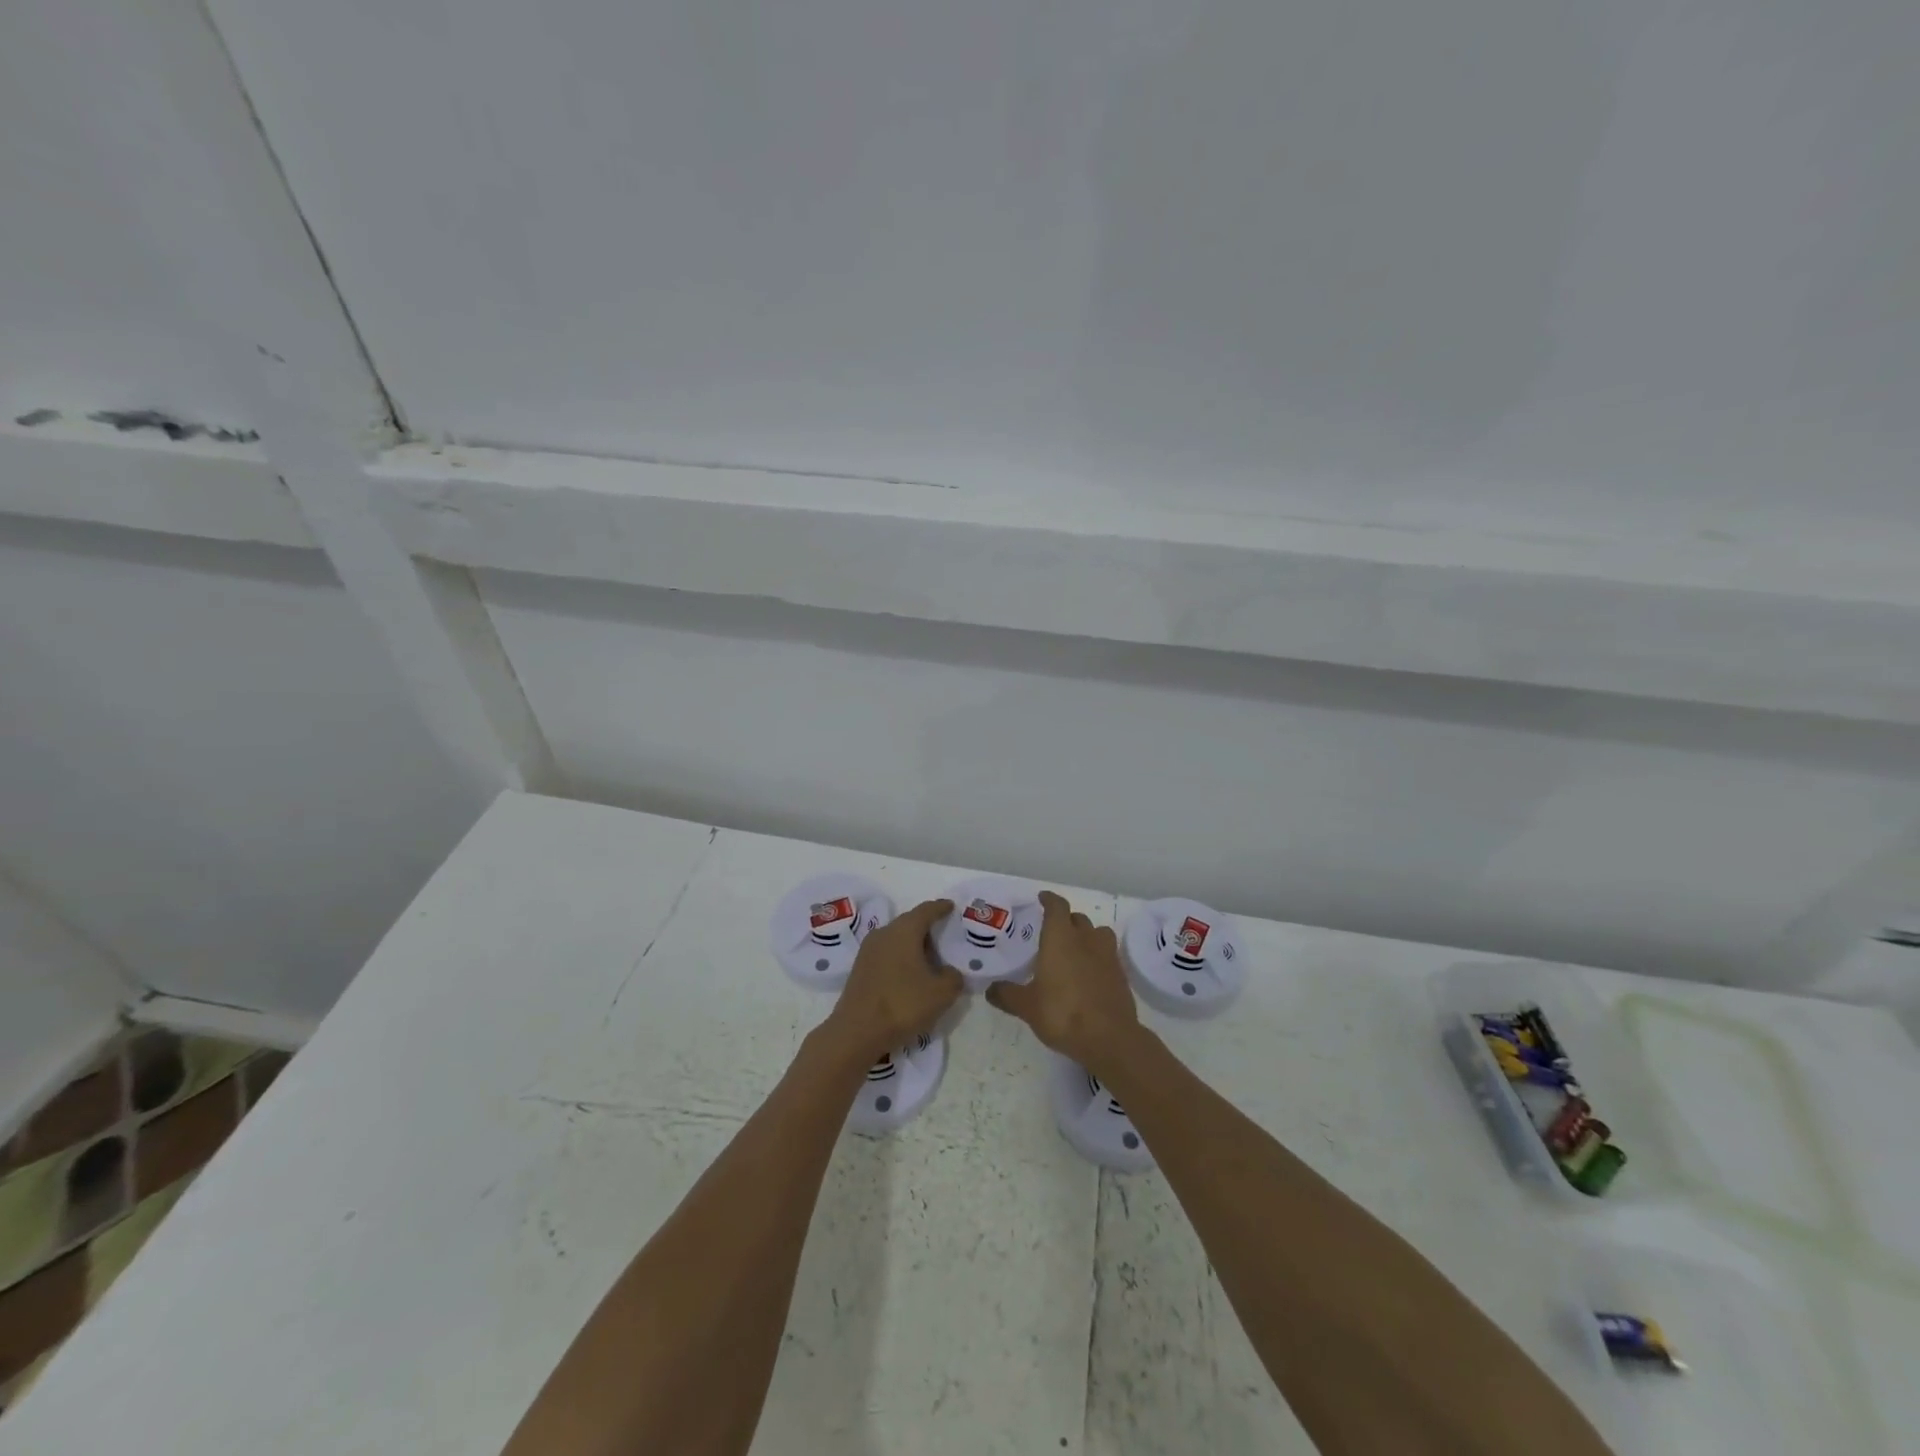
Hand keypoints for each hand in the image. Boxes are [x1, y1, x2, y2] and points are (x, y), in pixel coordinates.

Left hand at [826, 899, 964, 1060]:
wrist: (857, 1031)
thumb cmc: (903, 1004)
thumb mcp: (941, 993)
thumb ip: (953, 977)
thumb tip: (949, 972)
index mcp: (904, 931)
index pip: (926, 910)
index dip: (941, 907)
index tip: (951, 906)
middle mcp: (884, 933)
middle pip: (909, 923)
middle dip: (927, 927)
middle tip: (944, 935)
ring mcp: (868, 950)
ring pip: (896, 939)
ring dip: (913, 944)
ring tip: (929, 958)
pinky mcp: (860, 968)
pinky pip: (886, 953)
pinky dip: (901, 958)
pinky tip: (910, 974)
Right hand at [985, 891, 1139, 1067]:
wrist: (1109, 1038)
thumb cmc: (1062, 1013)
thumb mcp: (1027, 1006)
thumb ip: (1007, 994)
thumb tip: (990, 989)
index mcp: (1061, 938)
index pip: (1057, 907)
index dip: (1049, 900)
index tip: (1042, 899)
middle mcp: (1086, 939)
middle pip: (1078, 918)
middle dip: (1066, 920)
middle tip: (1052, 932)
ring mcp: (1107, 956)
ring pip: (1098, 933)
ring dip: (1087, 936)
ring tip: (1074, 950)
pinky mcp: (1121, 974)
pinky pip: (1108, 955)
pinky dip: (1098, 958)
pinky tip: (1088, 974)